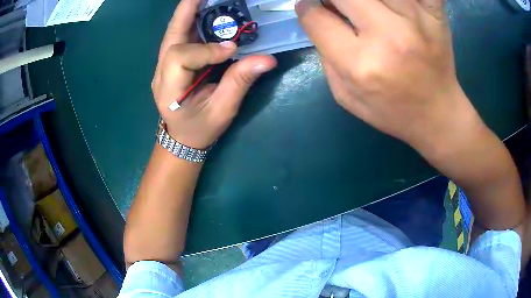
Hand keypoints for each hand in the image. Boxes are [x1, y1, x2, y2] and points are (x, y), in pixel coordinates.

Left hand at [152, 0, 276, 148]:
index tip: (232, 49)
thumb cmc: (201, 128)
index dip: (206, 49)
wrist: (182, 137)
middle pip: (170, 35)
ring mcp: (163, 66)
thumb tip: (267, 59)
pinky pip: (180, 37)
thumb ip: (239, 83)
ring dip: (190, 12)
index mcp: (169, 90)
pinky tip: (207, 12)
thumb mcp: (222, 111)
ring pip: (173, 32)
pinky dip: (193, 20)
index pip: (179, 58)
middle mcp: (161, 73)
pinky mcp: (171, 62)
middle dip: (188, 10)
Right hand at [296, 0, 475, 151]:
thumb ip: (325, 55)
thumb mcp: (345, 96)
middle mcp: (388, 36)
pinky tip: (395, 6)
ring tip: (369, 9)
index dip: (308, 8)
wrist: (438, 115)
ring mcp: (416, 20)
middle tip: (341, 6)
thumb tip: (318, 14)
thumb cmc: (392, 110)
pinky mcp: (435, 14)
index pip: (316, 16)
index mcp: (360, 64)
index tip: (314, 8)